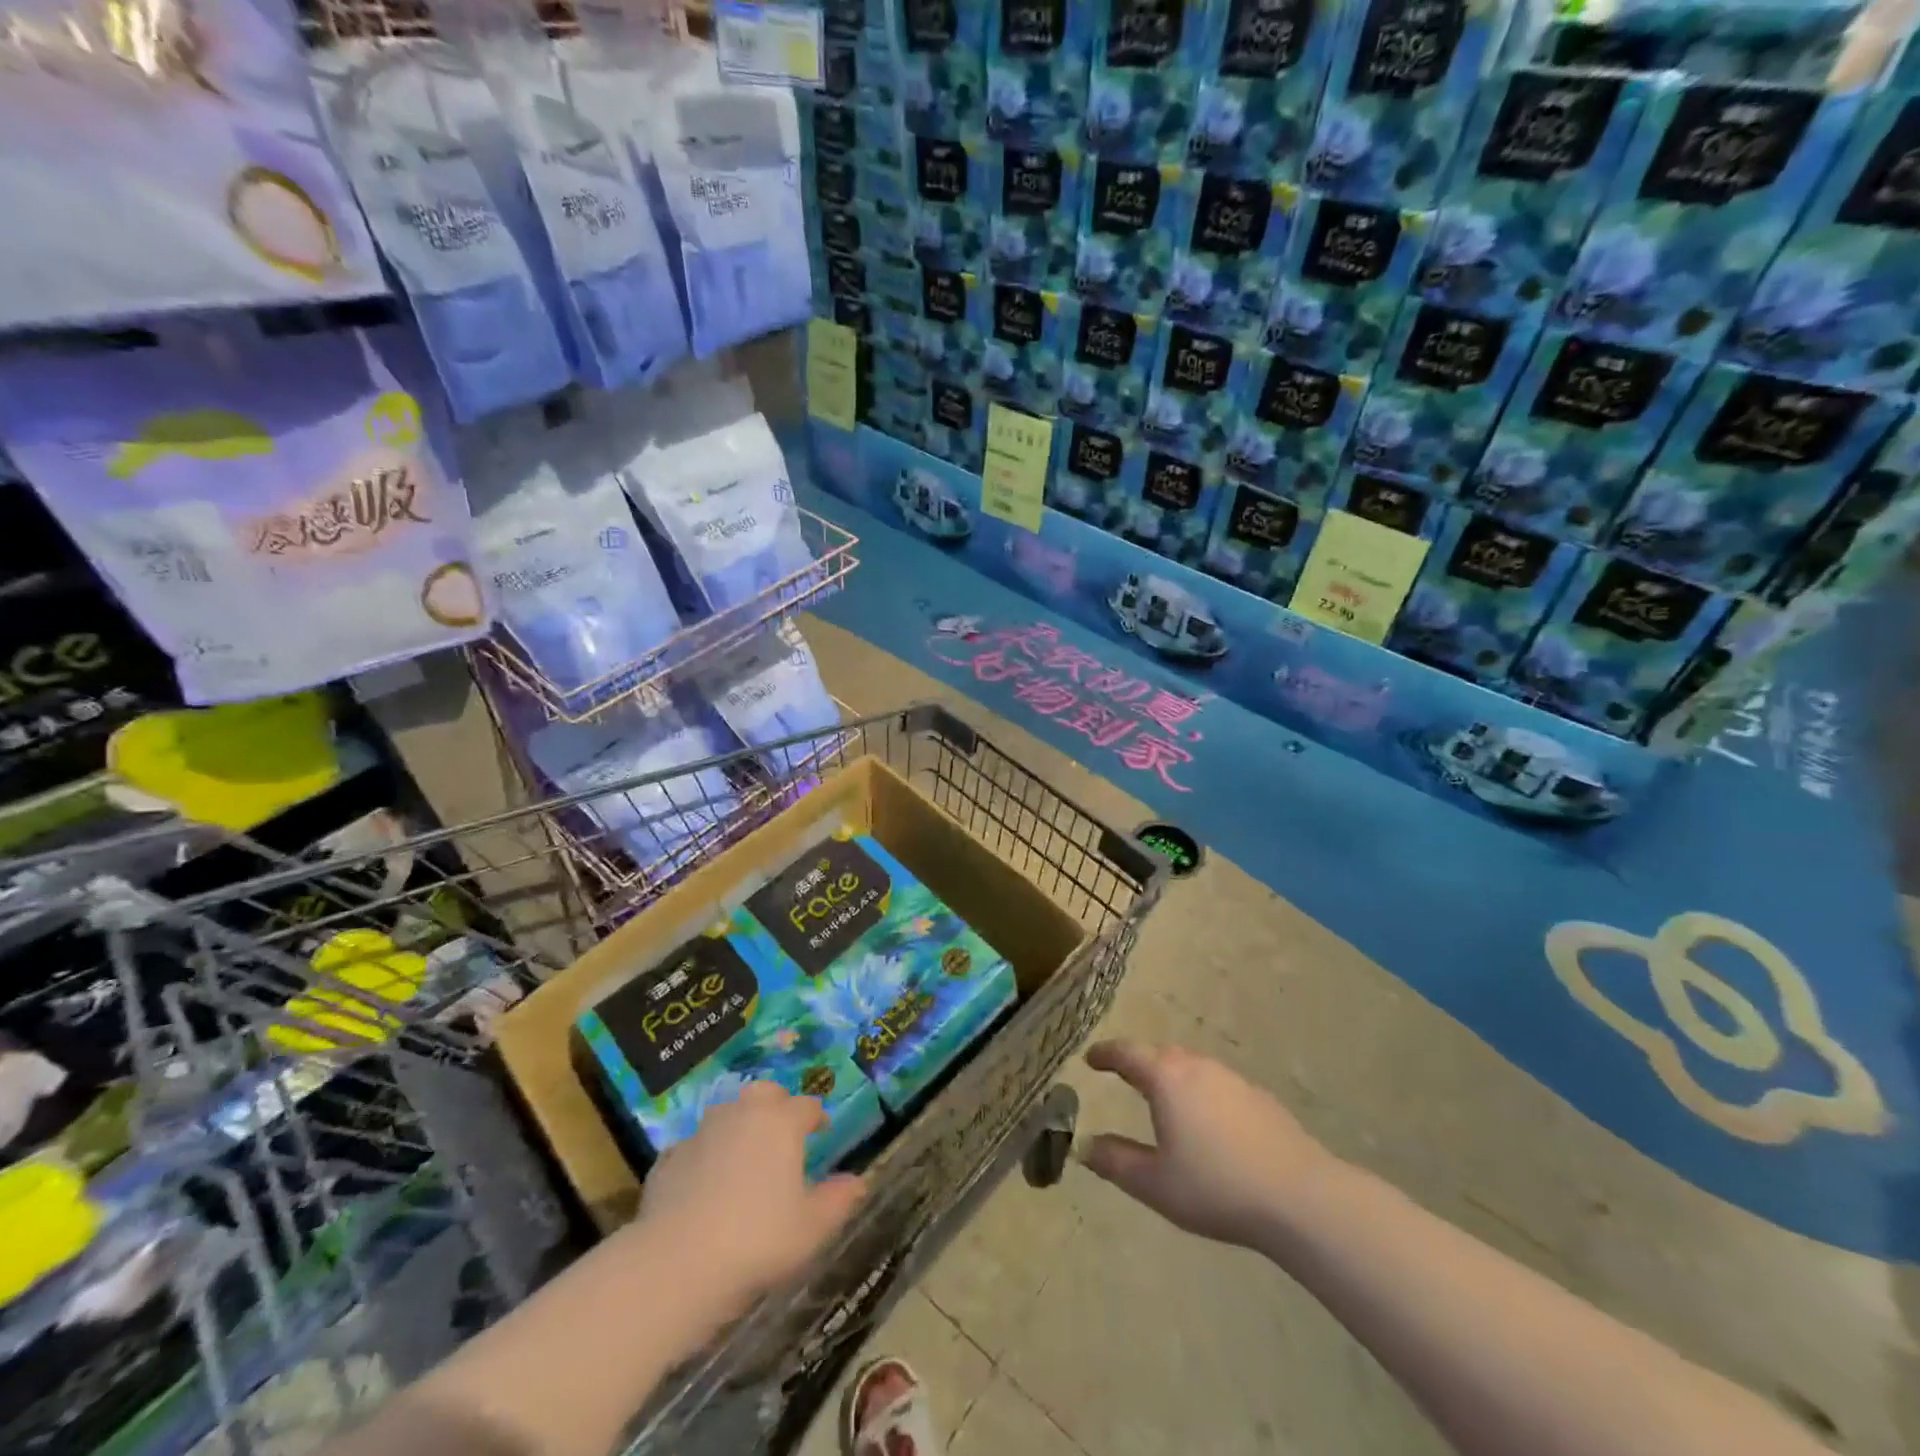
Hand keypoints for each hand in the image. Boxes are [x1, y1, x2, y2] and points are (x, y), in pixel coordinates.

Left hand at [632, 1082, 866, 1316]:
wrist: (677, 1264)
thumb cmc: (758, 1240)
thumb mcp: (812, 1227)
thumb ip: (838, 1199)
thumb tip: (858, 1181)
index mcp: (781, 1122)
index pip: (807, 1106)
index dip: (817, 1117)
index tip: (822, 1132)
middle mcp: (742, 1114)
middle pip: (764, 1094)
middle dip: (776, 1106)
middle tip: (782, 1133)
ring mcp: (701, 1133)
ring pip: (726, 1115)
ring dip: (738, 1127)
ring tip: (744, 1159)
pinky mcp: (668, 1159)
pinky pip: (694, 1148)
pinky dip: (703, 1158)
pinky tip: (704, 1186)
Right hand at [1080, 1040, 1330, 1248]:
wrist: (1300, 1197)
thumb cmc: (1217, 1187)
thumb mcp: (1155, 1184)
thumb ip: (1116, 1161)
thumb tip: (1085, 1145)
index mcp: (1166, 1079)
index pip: (1127, 1053)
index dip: (1105, 1054)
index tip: (1090, 1059)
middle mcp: (1198, 1067)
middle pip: (1161, 1054)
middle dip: (1139, 1062)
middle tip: (1124, 1075)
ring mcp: (1232, 1080)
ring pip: (1192, 1067)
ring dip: (1172, 1076)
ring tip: (1164, 1099)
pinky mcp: (1260, 1099)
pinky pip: (1218, 1085)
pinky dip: (1201, 1093)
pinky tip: (1208, 1123)